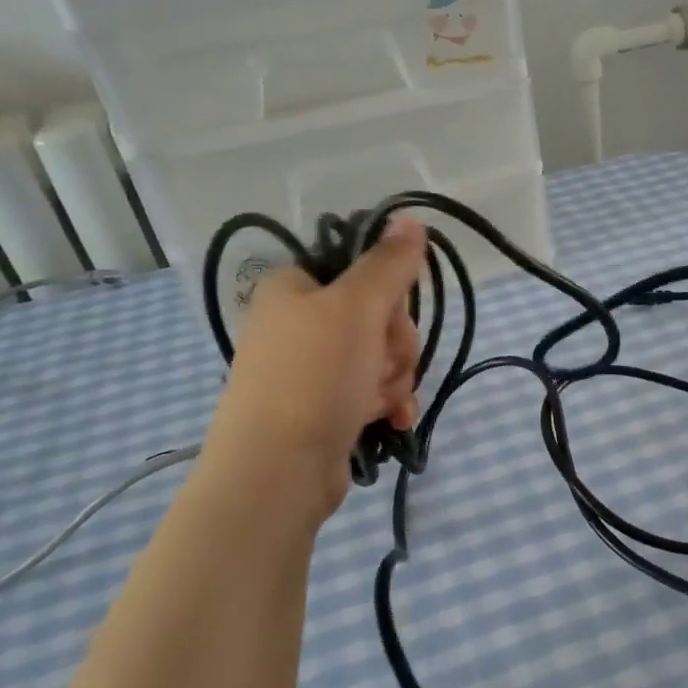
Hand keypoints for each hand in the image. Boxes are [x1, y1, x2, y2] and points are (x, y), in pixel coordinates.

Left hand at [201, 218, 427, 520]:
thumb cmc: (314, 376)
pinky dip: (386, 403)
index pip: (362, 271)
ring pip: (380, 357)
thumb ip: (388, 263)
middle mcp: (298, 323)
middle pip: (378, 317)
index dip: (390, 296)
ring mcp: (310, 369)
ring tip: (380, 402)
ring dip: (393, 378)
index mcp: (295, 287)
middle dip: (395, 345)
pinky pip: (371, 391)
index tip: (391, 317)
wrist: (278, 469)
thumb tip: (410, 218)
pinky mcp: (323, 408)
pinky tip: (392, 419)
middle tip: (384, 365)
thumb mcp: (357, 307)